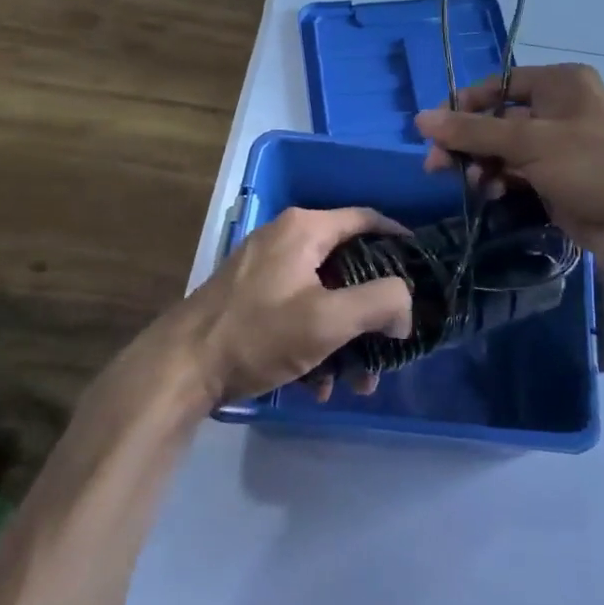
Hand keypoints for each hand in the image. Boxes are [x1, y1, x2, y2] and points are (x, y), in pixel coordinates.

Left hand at [180, 207, 414, 404]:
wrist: (180, 369)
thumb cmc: (259, 334)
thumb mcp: (329, 319)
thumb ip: (381, 302)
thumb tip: (405, 305)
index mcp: (305, 228)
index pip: (368, 219)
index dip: (400, 241)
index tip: (423, 272)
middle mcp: (286, 238)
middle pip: (349, 265)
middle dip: (373, 310)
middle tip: (391, 342)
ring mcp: (265, 268)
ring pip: (325, 295)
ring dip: (347, 336)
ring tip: (356, 381)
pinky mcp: (251, 298)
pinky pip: (299, 311)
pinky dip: (316, 342)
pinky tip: (319, 385)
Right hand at [414, 63, 603, 261]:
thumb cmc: (589, 165)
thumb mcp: (529, 143)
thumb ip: (473, 131)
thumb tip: (420, 118)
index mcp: (561, 83)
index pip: (500, 84)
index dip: (464, 105)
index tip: (433, 130)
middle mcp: (561, 107)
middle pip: (499, 118)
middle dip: (468, 142)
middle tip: (436, 165)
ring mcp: (561, 143)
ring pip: (506, 148)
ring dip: (482, 165)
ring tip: (469, 185)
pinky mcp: (559, 175)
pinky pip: (518, 171)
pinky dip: (500, 180)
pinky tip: (487, 194)